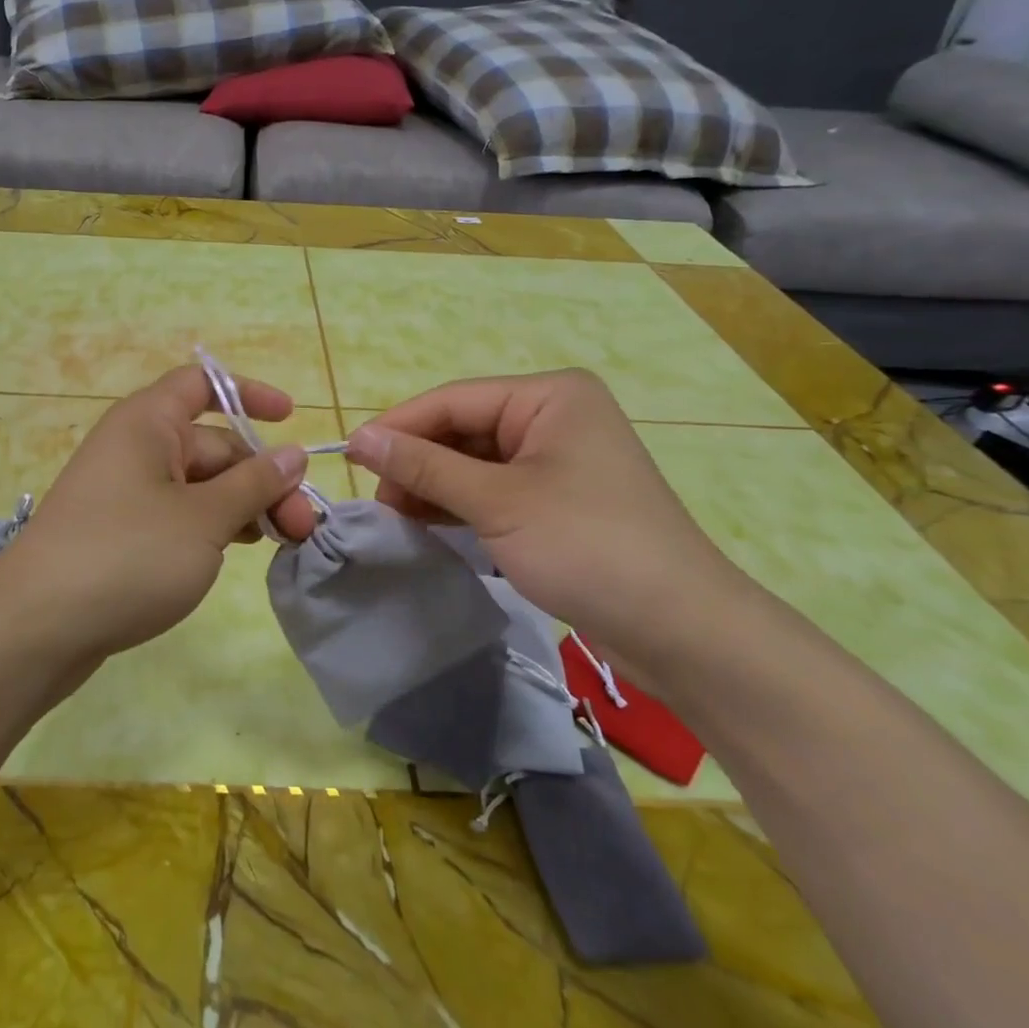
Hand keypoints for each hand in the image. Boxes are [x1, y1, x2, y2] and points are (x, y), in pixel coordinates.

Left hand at [0, 364, 311, 667]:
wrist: (35, 629)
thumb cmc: (127, 555)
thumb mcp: (204, 518)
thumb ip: (254, 484)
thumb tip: (293, 454)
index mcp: (147, 423)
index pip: (202, 384)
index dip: (248, 394)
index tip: (291, 417)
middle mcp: (135, 448)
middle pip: (212, 445)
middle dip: (261, 478)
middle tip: (302, 525)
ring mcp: (125, 493)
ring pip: (199, 486)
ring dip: (243, 506)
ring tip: (282, 542)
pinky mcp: (121, 533)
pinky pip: (178, 515)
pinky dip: (212, 527)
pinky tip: (237, 552)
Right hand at [346, 369, 761, 678]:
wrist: (681, 630)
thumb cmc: (588, 546)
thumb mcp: (496, 501)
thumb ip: (424, 466)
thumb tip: (358, 438)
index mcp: (549, 397)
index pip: (452, 400)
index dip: (398, 427)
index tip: (348, 456)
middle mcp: (553, 418)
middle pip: (462, 430)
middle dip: (417, 463)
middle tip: (375, 501)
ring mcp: (556, 461)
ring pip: (474, 463)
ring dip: (433, 488)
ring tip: (394, 517)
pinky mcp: (556, 501)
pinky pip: (493, 490)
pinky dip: (459, 507)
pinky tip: (427, 525)